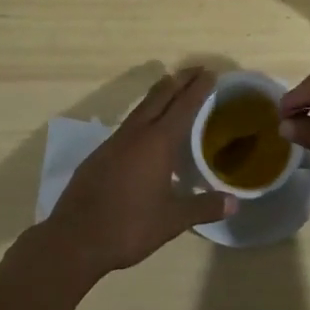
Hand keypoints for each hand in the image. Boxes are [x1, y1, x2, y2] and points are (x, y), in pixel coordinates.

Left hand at [44, 67, 235, 280]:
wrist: (74, 239)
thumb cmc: (129, 226)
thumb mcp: (172, 221)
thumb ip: (204, 208)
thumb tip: (235, 203)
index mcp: (158, 142)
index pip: (184, 105)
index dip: (199, 88)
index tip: (211, 73)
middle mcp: (137, 133)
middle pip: (161, 95)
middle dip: (180, 79)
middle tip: (197, 70)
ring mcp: (115, 141)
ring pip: (142, 106)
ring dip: (161, 94)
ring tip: (175, 91)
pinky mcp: (101, 153)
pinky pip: (129, 123)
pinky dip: (145, 115)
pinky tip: (148, 131)